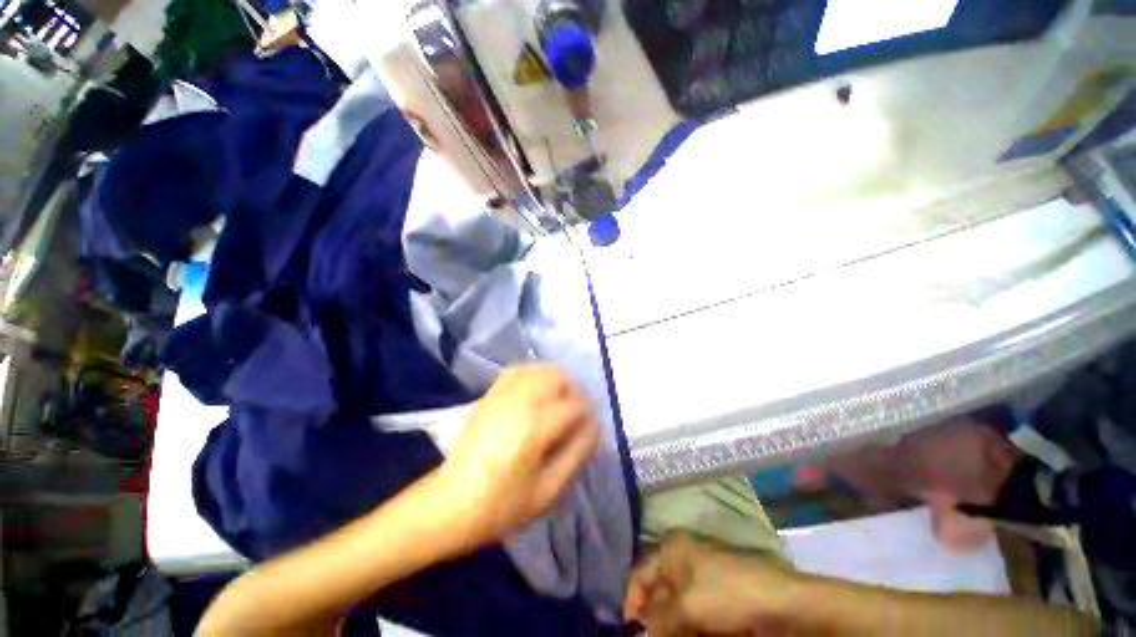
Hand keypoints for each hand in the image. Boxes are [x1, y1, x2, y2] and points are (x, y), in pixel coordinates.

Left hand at [437, 365, 599, 548]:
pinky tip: (536, 390)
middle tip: (576, 409)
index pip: (574, 405)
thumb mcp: (547, 491)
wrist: (448, 504)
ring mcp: (501, 396)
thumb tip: (594, 427)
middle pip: (556, 376)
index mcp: (535, 429)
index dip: (588, 411)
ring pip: (537, 369)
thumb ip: (576, 454)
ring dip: (554, 379)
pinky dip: (532, 374)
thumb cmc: (501, 506)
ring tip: (558, 398)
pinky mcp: (488, 396)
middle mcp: (519, 403)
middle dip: (573, 389)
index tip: (591, 422)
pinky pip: (515, 371)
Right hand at [625, 533, 800, 635]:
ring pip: (676, 606)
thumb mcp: (688, 608)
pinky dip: (688, 628)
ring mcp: (702, 577)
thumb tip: (641, 636)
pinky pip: (693, 613)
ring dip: (671, 627)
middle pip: (657, 591)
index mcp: (672, 548)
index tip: (630, 632)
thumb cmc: (727, 594)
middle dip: (653, 620)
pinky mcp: (717, 596)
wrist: (782, 603)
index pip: (640, 572)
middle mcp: (683, 558)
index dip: (632, 601)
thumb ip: (659, 621)